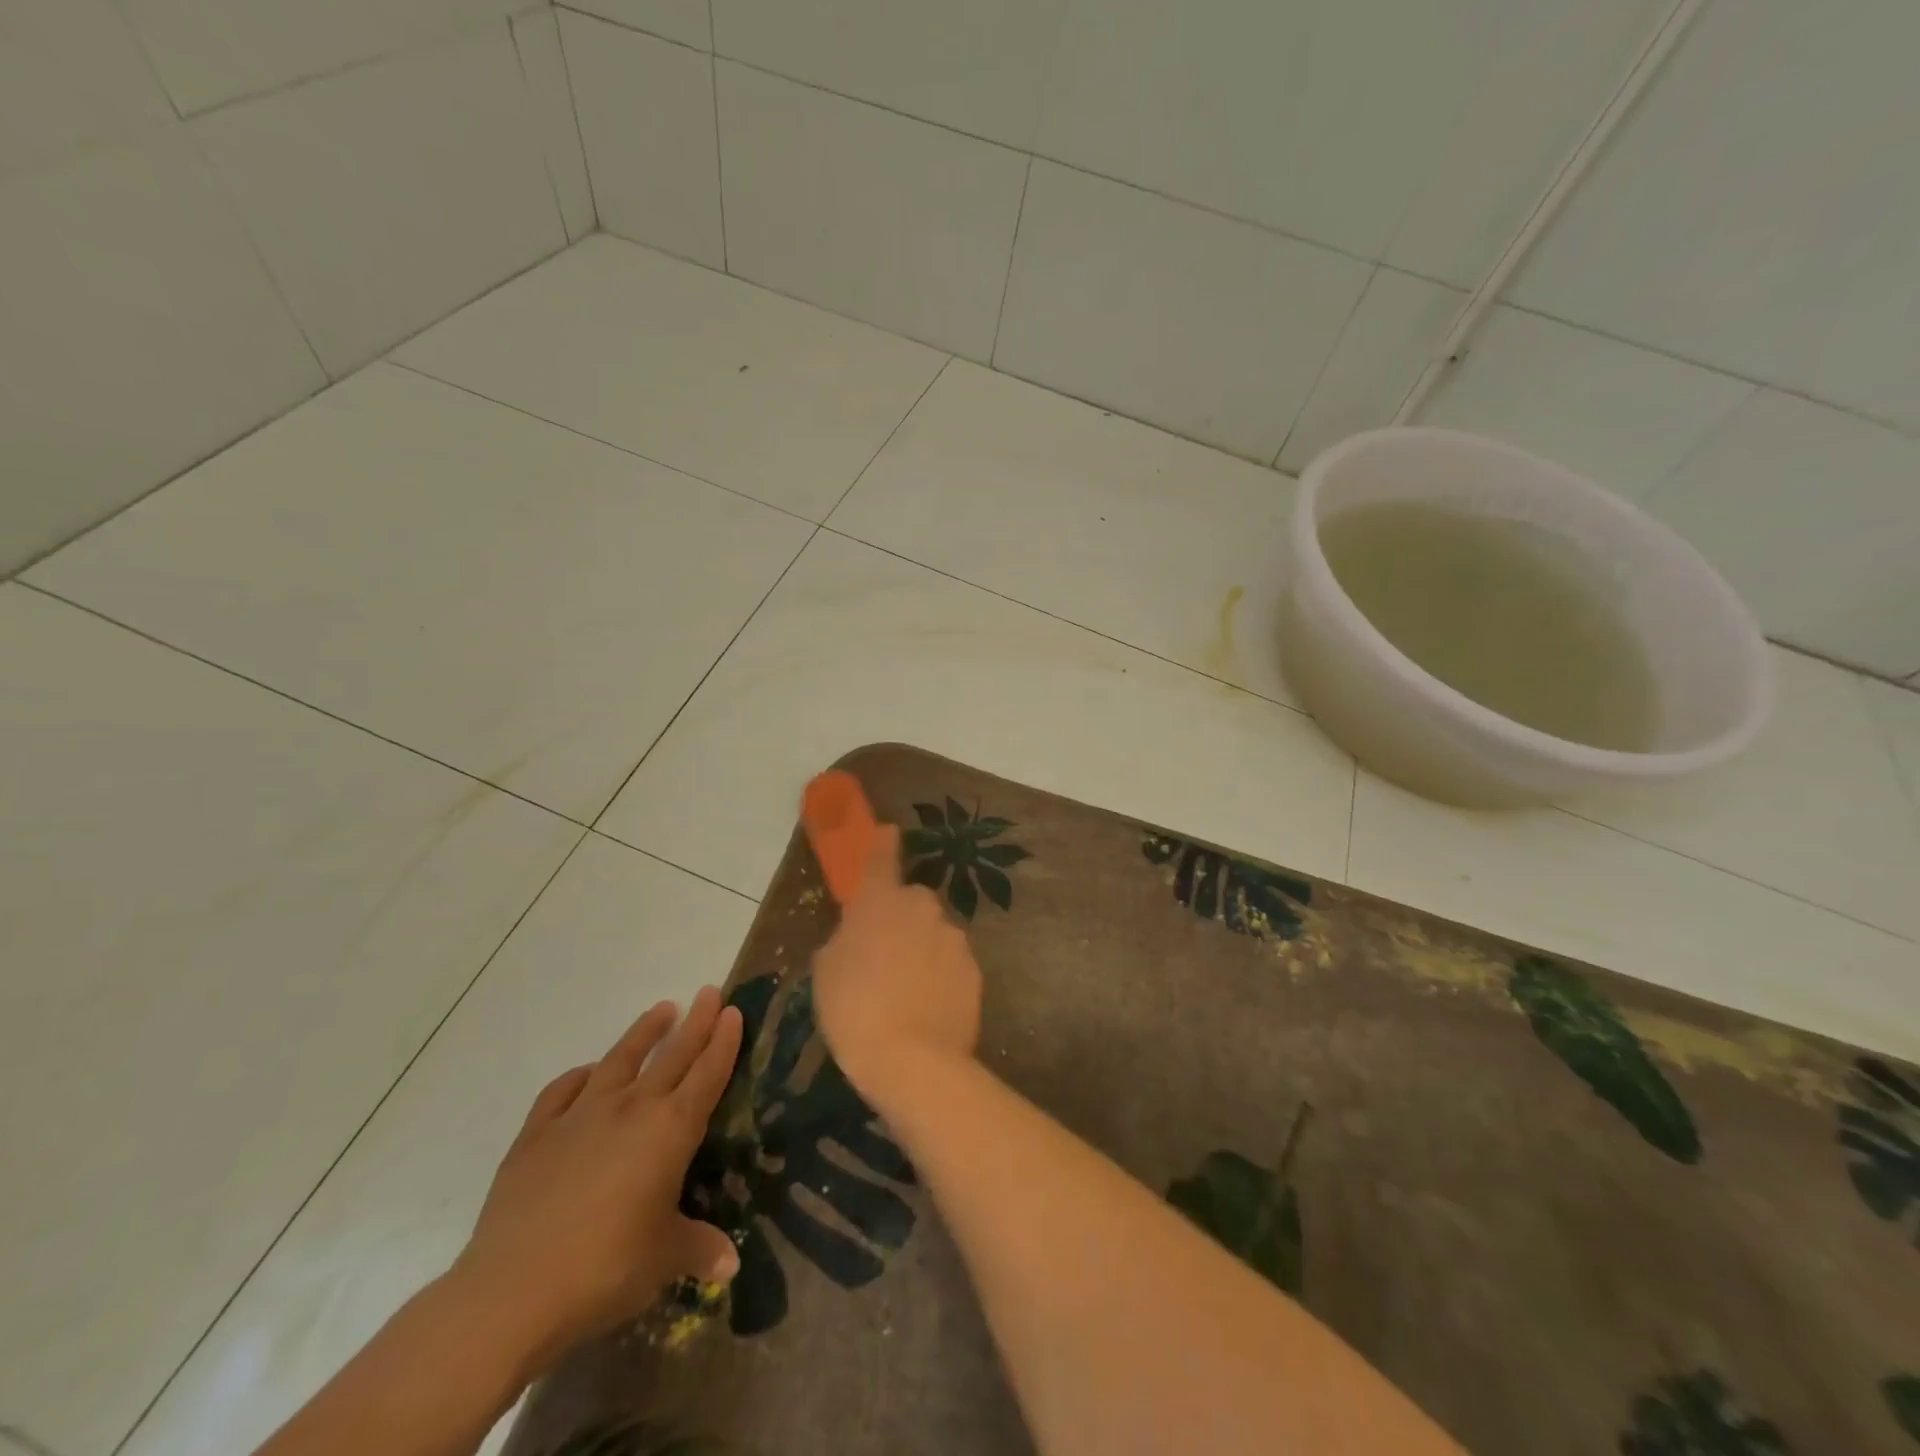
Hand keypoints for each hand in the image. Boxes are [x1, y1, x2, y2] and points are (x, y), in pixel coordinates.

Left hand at [448, 988, 743, 1371]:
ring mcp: (580, 1116)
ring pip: (620, 1060)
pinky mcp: (536, 1135)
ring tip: (662, 1009)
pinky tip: (586, 1073)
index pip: (707, 1074)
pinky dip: (578, 1077)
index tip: (734, 1011)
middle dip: (695, 1022)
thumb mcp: (664, 1260)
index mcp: (671, 1130)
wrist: (512, 1291)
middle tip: (710, 992)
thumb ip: (698, 1248)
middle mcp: (631, 1109)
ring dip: (643, 1033)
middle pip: (672, 1055)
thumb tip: (730, 1263)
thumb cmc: (606, 1269)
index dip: (723, 1042)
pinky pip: (562, 1092)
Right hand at [813, 824, 982, 1105]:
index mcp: (880, 902)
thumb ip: (845, 940)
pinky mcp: (974, 968)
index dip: (884, 843)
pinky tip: (928, 1006)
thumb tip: (858, 936)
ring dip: (921, 949)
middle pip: (911, 902)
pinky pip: (951, 962)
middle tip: (882, 955)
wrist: (913, 1060)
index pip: (882, 857)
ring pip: (934, 933)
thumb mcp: (827, 972)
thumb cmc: (854, 1010)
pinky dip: (940, 975)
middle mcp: (922, 908)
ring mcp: (953, 937)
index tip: (889, 832)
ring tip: (905, 991)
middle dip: (900, 918)